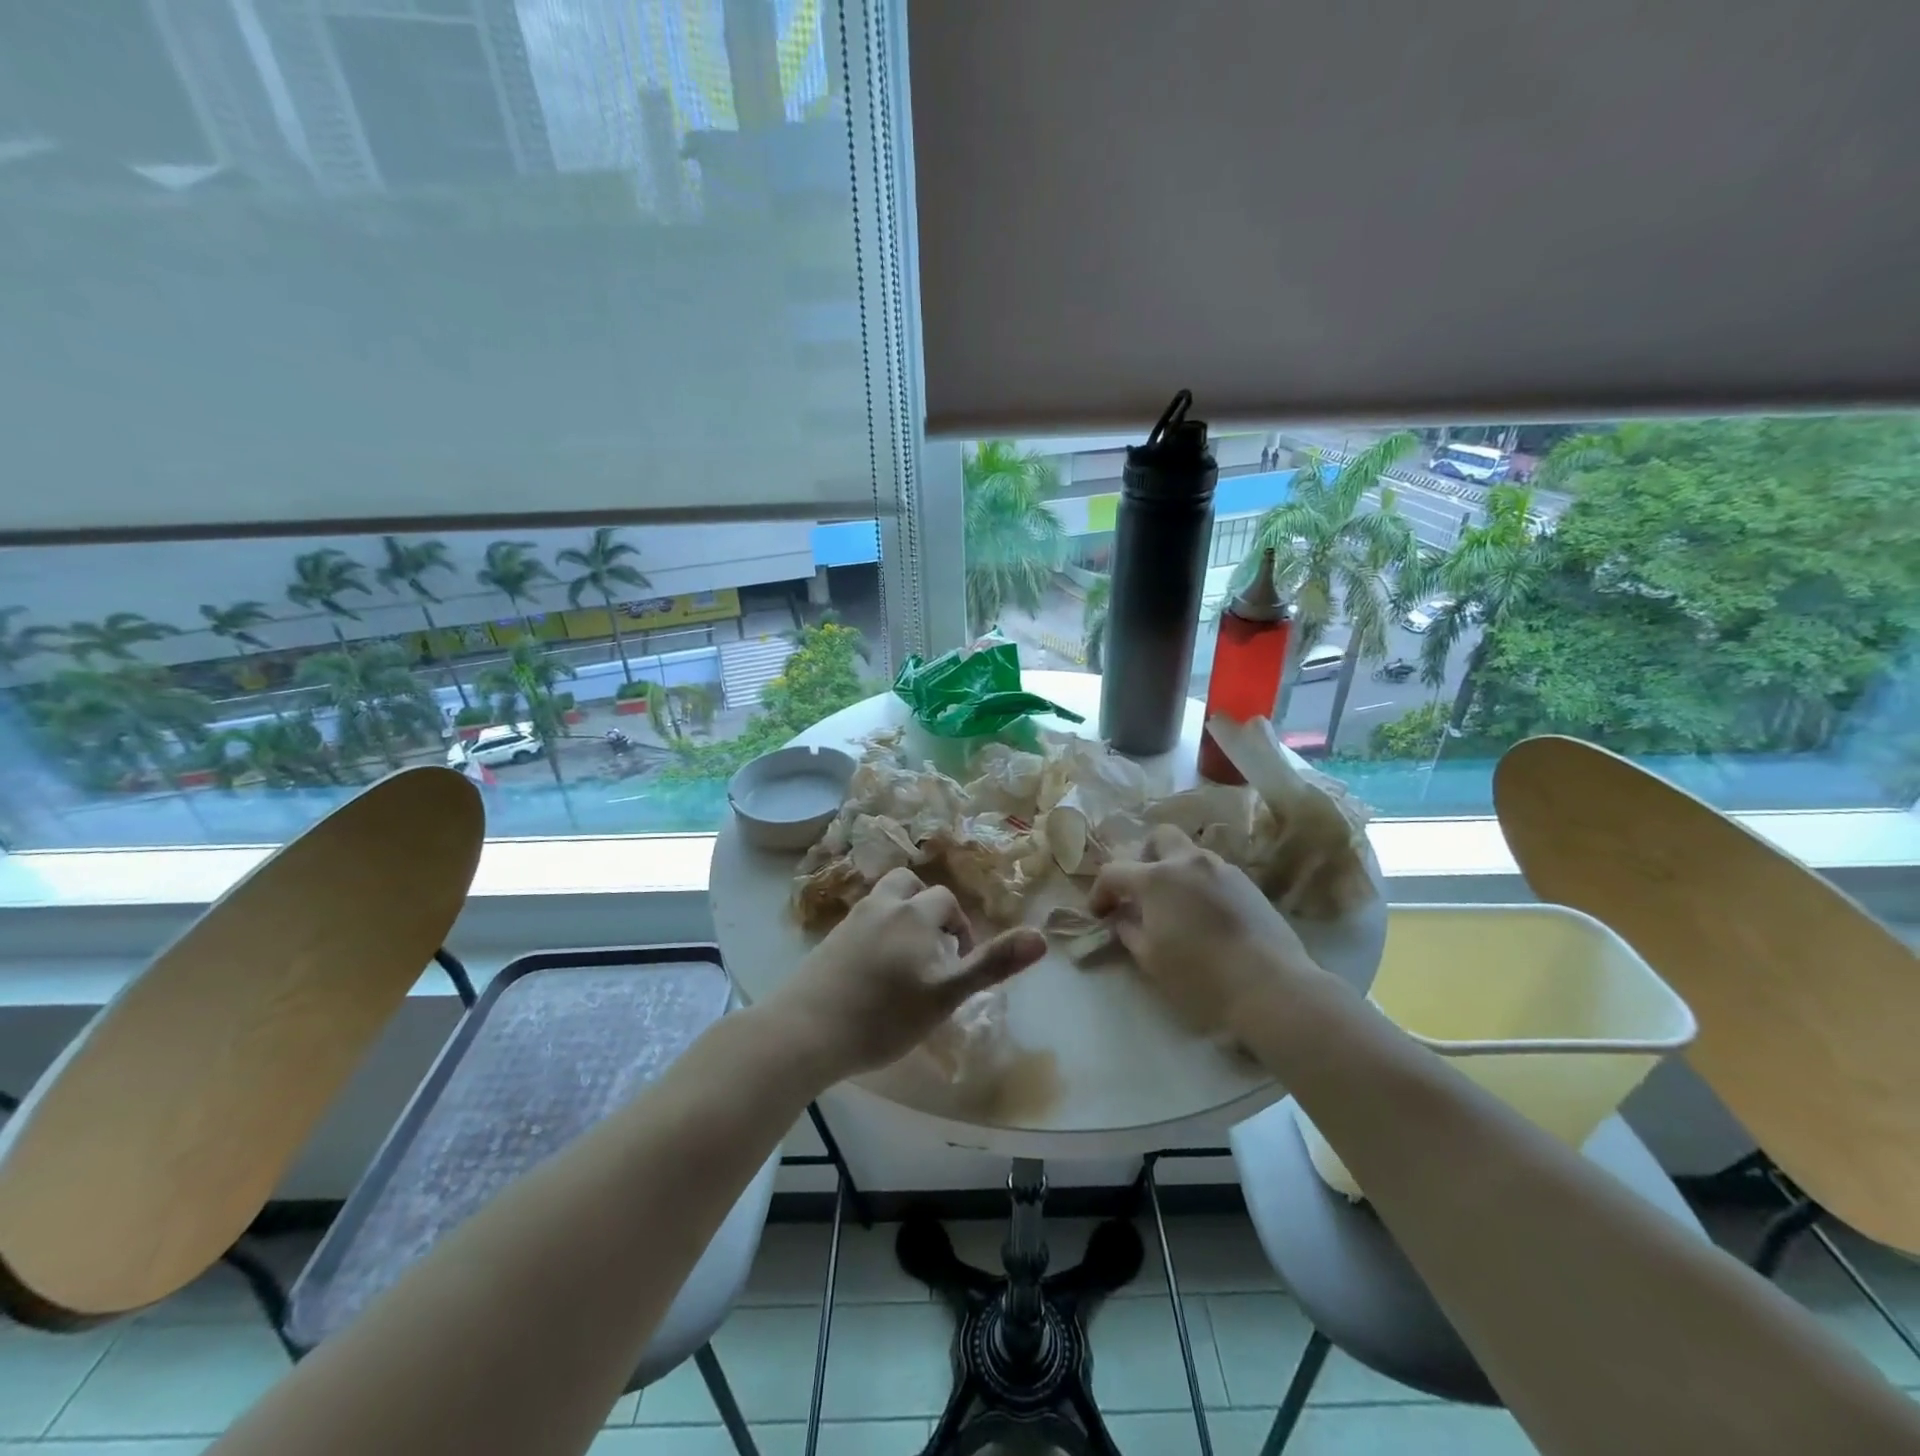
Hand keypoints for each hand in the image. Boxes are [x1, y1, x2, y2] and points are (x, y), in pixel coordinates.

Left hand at [767, 867, 1046, 1083]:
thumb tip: (1042, 937)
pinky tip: (873, 969)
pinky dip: (875, 932)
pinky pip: (861, 921)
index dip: (961, 927)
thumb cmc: (884, 1015)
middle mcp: (882, 905)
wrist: (806, 1030)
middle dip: (929, 909)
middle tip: (934, 950)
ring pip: (883, 899)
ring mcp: (851, 920)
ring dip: (900, 915)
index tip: (960, 963)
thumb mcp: (947, 994)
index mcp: (915, 912)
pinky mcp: (828, 940)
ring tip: (906, 956)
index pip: (946, 901)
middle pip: (910, 885)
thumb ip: (993, 964)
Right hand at [1090, 824, 1323, 1036]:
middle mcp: (1188, 862)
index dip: (1100, 892)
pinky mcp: (1248, 884)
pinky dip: (1200, 884)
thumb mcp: (1151, 958)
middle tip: (1142, 890)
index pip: (1114, 871)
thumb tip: (1124, 918)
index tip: (1100, 914)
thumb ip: (1130, 931)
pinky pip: (1214, 872)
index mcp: (1157, 878)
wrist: (1270, 985)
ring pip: (1190, 853)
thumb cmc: (1200, 975)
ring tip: (1176, 906)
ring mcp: (1223, 869)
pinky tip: (1205, 916)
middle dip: (1144, 857)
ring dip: (1175, 870)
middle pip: (1159, 837)